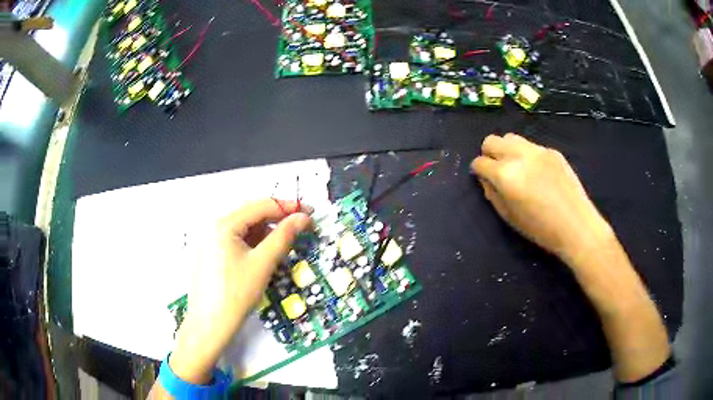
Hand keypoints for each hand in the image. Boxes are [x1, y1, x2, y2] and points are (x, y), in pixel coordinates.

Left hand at [169, 199, 311, 383]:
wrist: (209, 325)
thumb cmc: (236, 294)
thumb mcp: (262, 264)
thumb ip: (284, 237)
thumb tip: (304, 218)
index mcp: (224, 223)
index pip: (261, 205)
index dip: (289, 207)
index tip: (311, 214)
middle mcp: (214, 225)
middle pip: (252, 214)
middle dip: (278, 219)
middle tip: (302, 228)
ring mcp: (211, 239)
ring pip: (245, 228)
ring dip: (267, 232)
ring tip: (287, 243)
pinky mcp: (212, 253)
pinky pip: (237, 240)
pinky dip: (254, 243)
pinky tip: (266, 253)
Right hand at [470, 133, 613, 263]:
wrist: (576, 225)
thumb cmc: (540, 229)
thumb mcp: (509, 217)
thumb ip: (493, 194)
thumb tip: (487, 179)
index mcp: (505, 174)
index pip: (479, 162)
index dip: (478, 171)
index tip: (484, 179)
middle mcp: (519, 155)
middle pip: (492, 141)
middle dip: (489, 154)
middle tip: (497, 170)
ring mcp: (537, 150)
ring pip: (511, 137)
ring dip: (507, 150)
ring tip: (517, 168)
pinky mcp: (552, 151)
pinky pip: (531, 146)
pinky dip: (526, 155)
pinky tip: (538, 173)